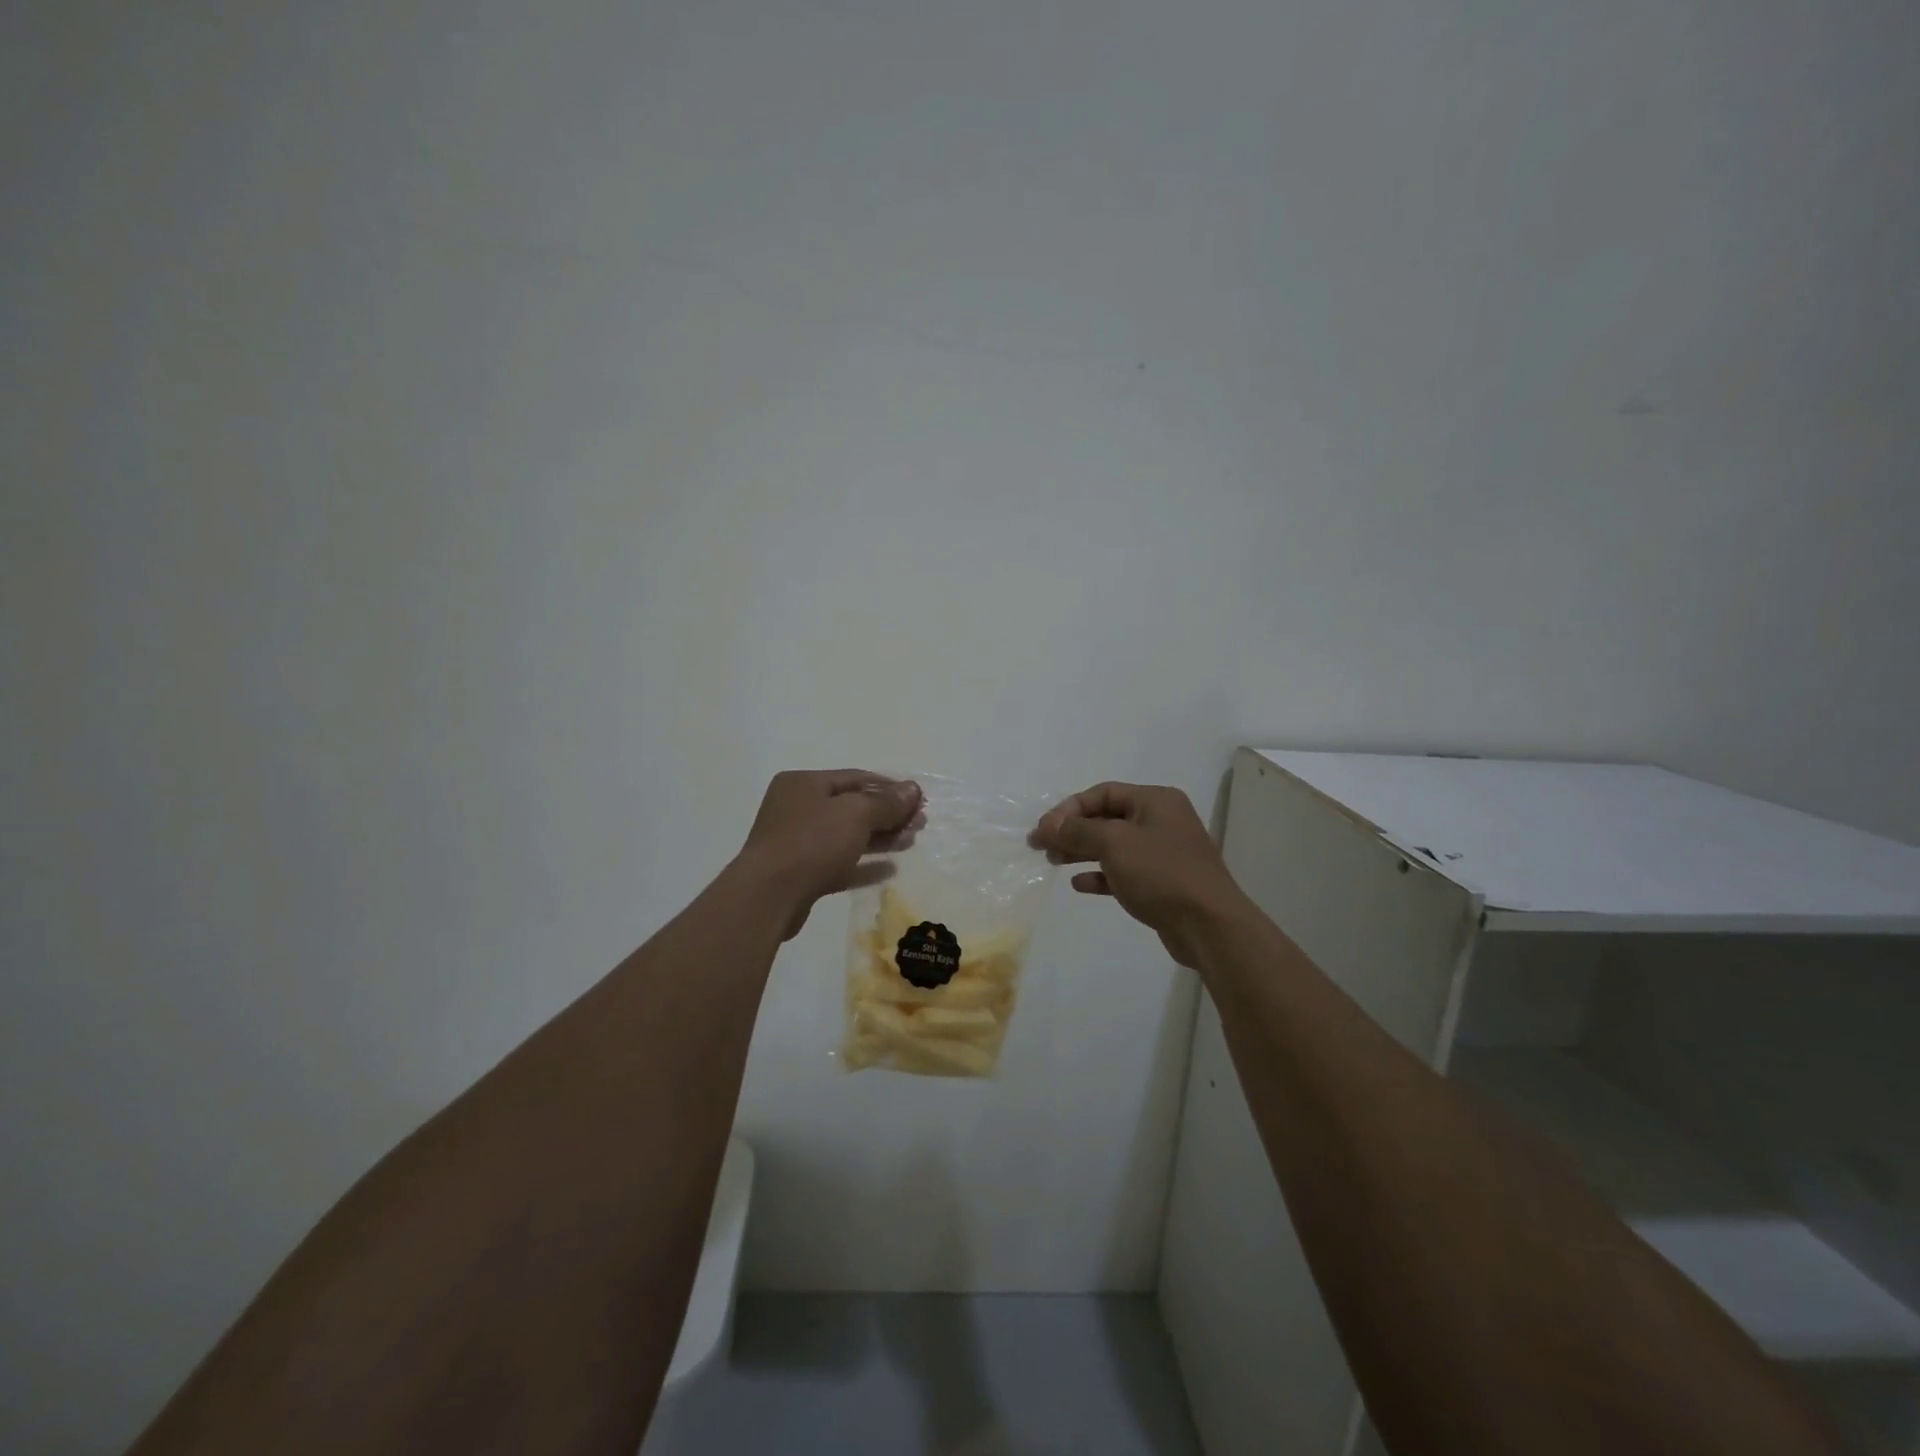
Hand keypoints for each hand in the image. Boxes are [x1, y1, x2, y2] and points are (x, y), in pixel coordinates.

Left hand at [737, 770, 923, 939]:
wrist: (769, 896)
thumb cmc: (812, 842)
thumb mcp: (855, 814)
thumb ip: (886, 802)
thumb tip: (913, 790)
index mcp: (803, 784)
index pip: (855, 778)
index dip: (890, 787)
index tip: (919, 799)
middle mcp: (797, 808)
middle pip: (851, 807)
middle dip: (888, 814)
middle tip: (919, 823)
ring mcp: (796, 843)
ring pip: (846, 836)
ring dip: (880, 838)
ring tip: (911, 842)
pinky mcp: (800, 875)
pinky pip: (838, 863)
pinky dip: (864, 864)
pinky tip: (890, 869)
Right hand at [1029, 782, 1246, 968]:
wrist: (1208, 925)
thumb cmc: (1161, 873)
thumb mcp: (1114, 843)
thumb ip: (1078, 830)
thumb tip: (1048, 824)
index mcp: (1155, 801)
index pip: (1103, 793)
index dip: (1069, 808)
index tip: (1044, 829)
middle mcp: (1161, 821)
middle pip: (1106, 818)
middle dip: (1072, 830)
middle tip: (1041, 846)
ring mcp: (1163, 853)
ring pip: (1113, 846)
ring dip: (1081, 851)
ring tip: (1054, 862)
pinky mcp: (1161, 883)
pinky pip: (1123, 871)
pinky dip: (1100, 874)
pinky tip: (1079, 884)